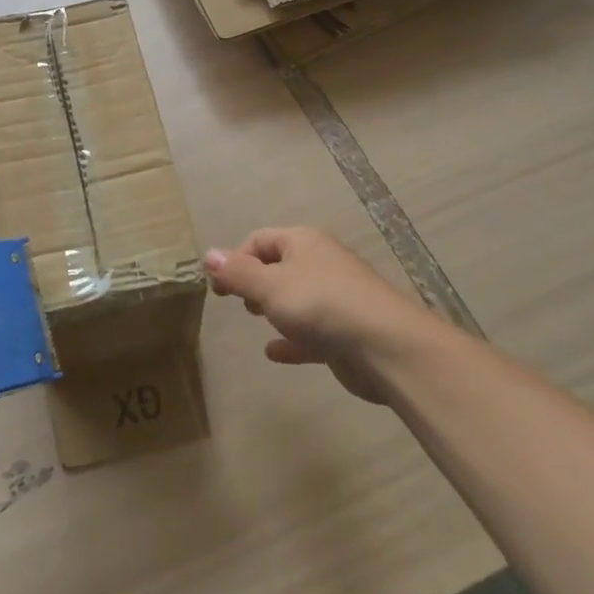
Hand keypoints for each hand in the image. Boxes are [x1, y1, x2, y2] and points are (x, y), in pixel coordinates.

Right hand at [205, 226, 437, 402]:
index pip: (260, 240)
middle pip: (280, 266)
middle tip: (239, 302)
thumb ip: (237, 273)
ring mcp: (336, 298)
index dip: (236, 259)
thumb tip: (208, 254)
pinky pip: (311, 332)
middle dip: (256, 281)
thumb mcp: (270, 285)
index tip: (218, 287)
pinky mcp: (344, 332)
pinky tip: (274, 353)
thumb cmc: (321, 304)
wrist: (385, 346)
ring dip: (275, 308)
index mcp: (303, 243)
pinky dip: (292, 340)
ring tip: (255, 320)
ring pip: (297, 298)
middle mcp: (321, 264)